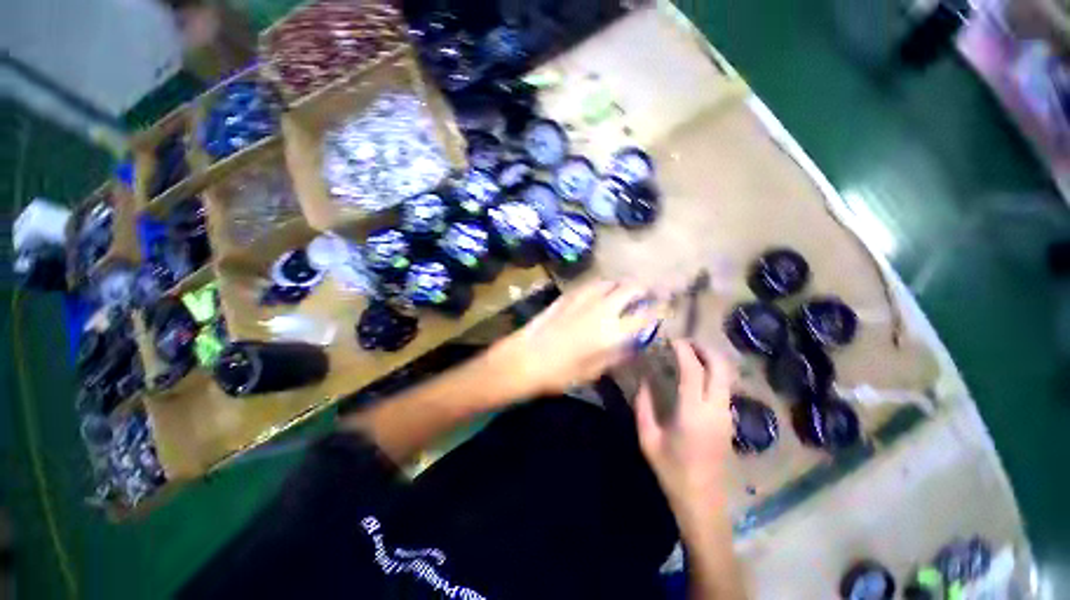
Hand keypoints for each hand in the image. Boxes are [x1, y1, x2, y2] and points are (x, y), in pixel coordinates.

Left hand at [485, 280, 660, 400]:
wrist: (525, 358)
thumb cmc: (560, 373)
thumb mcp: (594, 371)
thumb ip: (617, 354)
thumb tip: (632, 343)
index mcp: (613, 333)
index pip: (645, 315)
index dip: (659, 309)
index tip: (665, 307)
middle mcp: (602, 310)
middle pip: (631, 288)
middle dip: (644, 289)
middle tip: (647, 293)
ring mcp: (584, 299)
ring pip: (611, 282)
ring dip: (622, 285)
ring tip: (624, 291)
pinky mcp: (568, 296)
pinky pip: (591, 284)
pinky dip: (602, 285)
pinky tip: (600, 291)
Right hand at [635, 340, 735, 522]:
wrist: (703, 501)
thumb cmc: (672, 471)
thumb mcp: (648, 438)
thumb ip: (643, 406)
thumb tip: (643, 381)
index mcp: (693, 413)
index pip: (694, 371)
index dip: (684, 350)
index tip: (671, 339)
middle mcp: (716, 409)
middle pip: (721, 368)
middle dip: (705, 349)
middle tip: (685, 342)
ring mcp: (727, 415)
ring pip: (727, 377)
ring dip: (711, 360)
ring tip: (690, 354)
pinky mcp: (729, 421)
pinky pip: (725, 387)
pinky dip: (714, 373)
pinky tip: (698, 375)